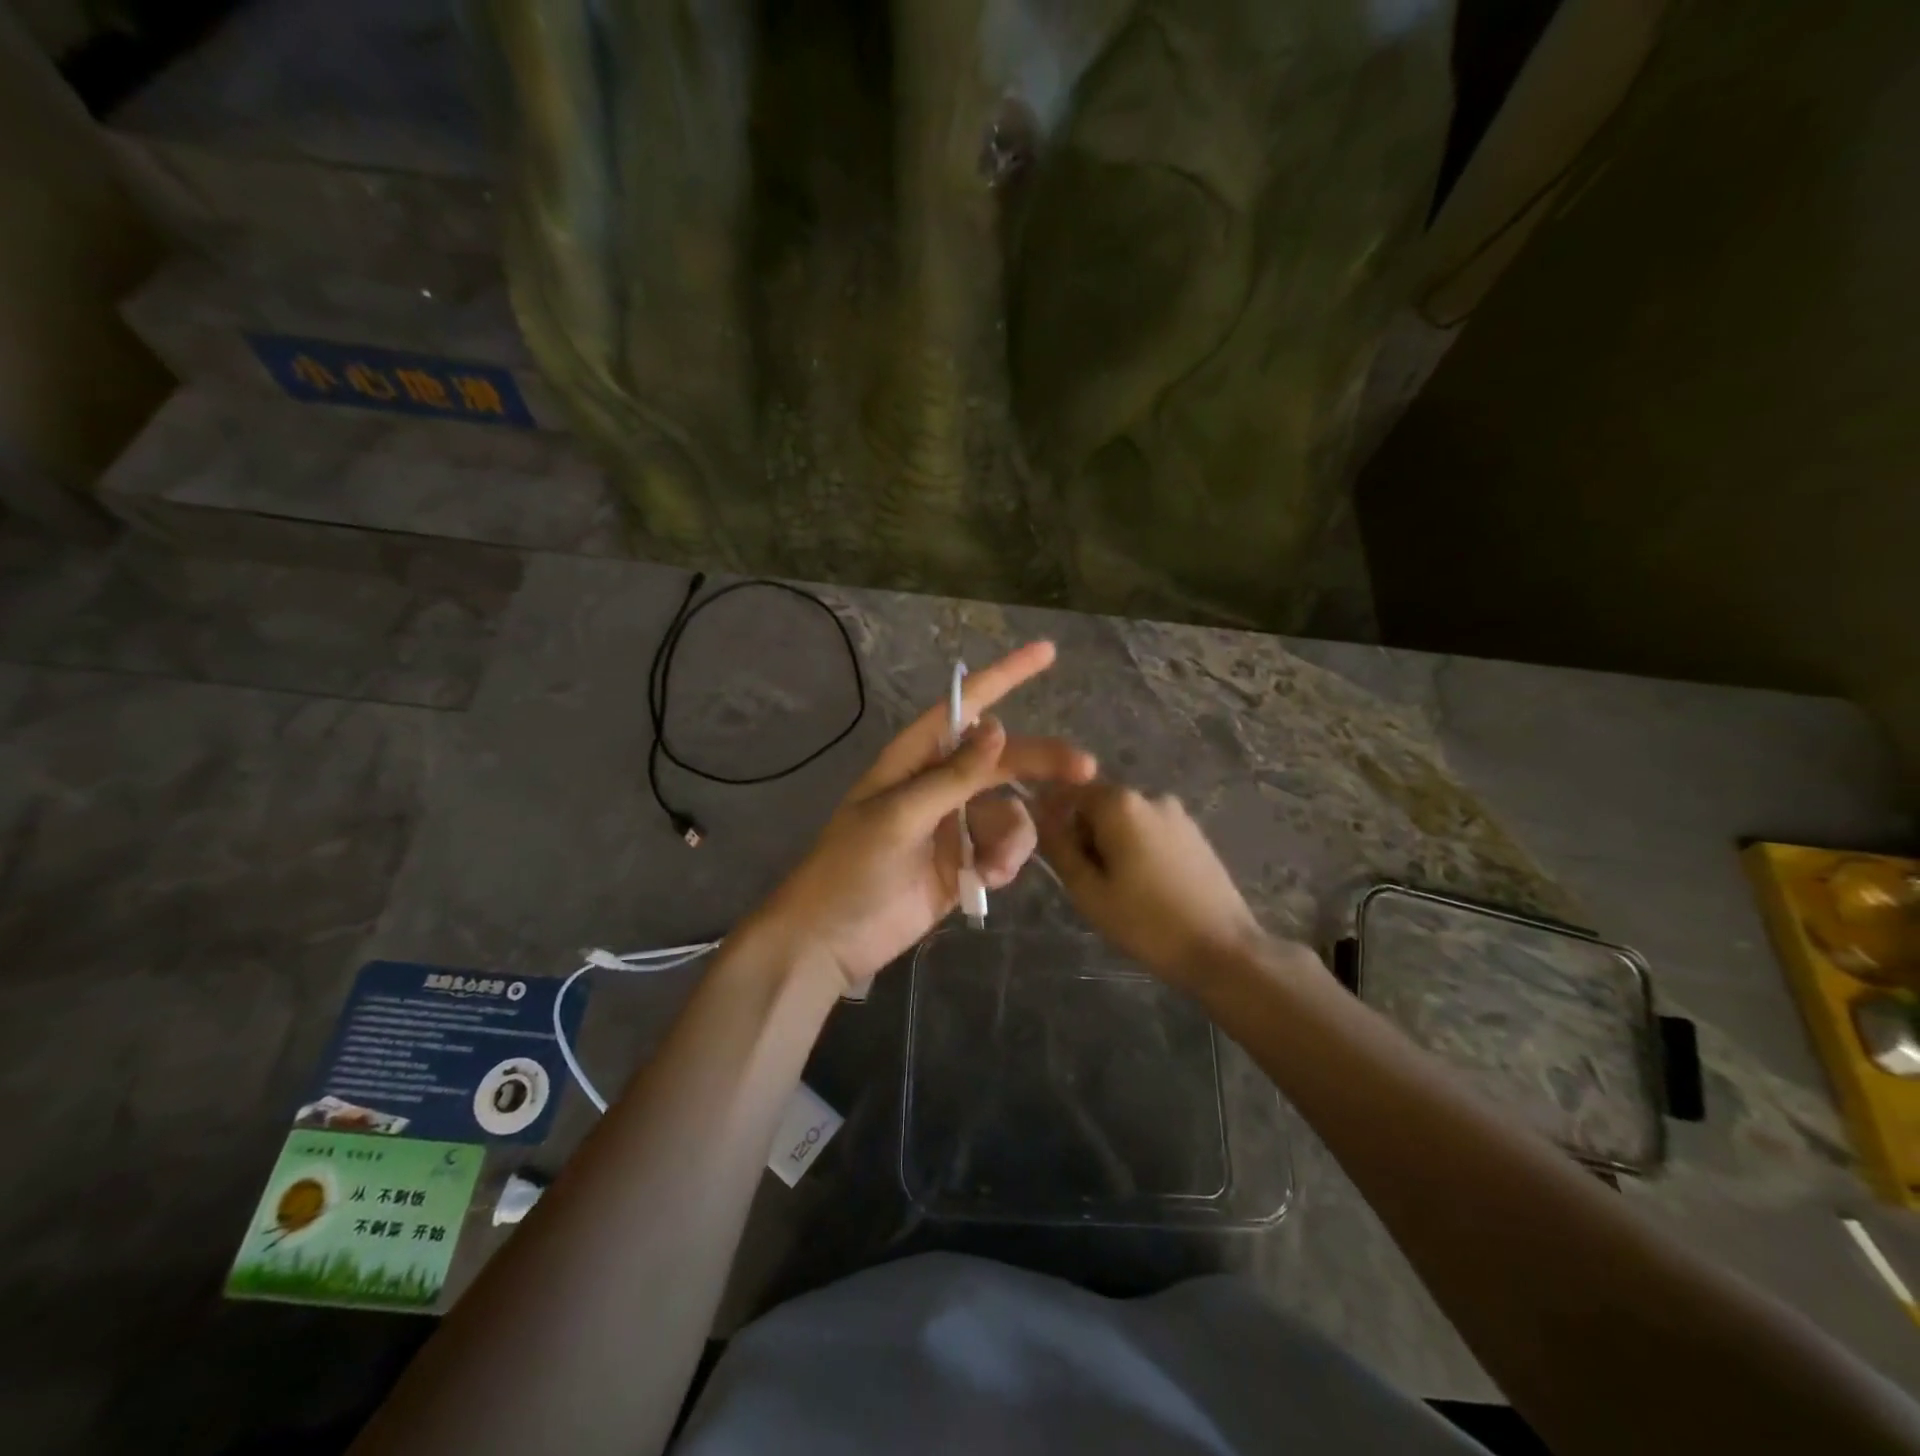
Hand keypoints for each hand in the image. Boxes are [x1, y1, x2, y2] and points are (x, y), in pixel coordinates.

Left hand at [742, 642, 1096, 992]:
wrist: (830, 940)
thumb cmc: (851, 868)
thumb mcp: (898, 816)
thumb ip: (952, 776)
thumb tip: (998, 726)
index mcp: (913, 760)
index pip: (963, 708)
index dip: (1004, 677)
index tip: (1047, 653)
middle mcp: (937, 784)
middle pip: (1001, 759)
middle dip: (1039, 762)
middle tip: (1085, 769)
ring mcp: (952, 825)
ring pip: (1008, 810)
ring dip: (1012, 835)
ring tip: (993, 866)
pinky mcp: (962, 863)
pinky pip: (1002, 848)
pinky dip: (1003, 861)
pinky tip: (985, 880)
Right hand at [1035, 782, 1285, 986]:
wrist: (1223, 950)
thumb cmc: (1146, 922)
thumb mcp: (1088, 890)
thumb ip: (1059, 847)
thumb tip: (1039, 815)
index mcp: (1120, 803)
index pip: (1069, 794)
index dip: (1055, 822)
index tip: (1058, 859)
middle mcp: (1150, 797)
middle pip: (1099, 806)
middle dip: (1086, 837)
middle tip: (1090, 884)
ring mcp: (1178, 815)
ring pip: (1125, 822)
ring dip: (1113, 847)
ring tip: (1120, 893)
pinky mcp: (1195, 835)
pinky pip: (1151, 834)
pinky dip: (1139, 853)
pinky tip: (1148, 890)